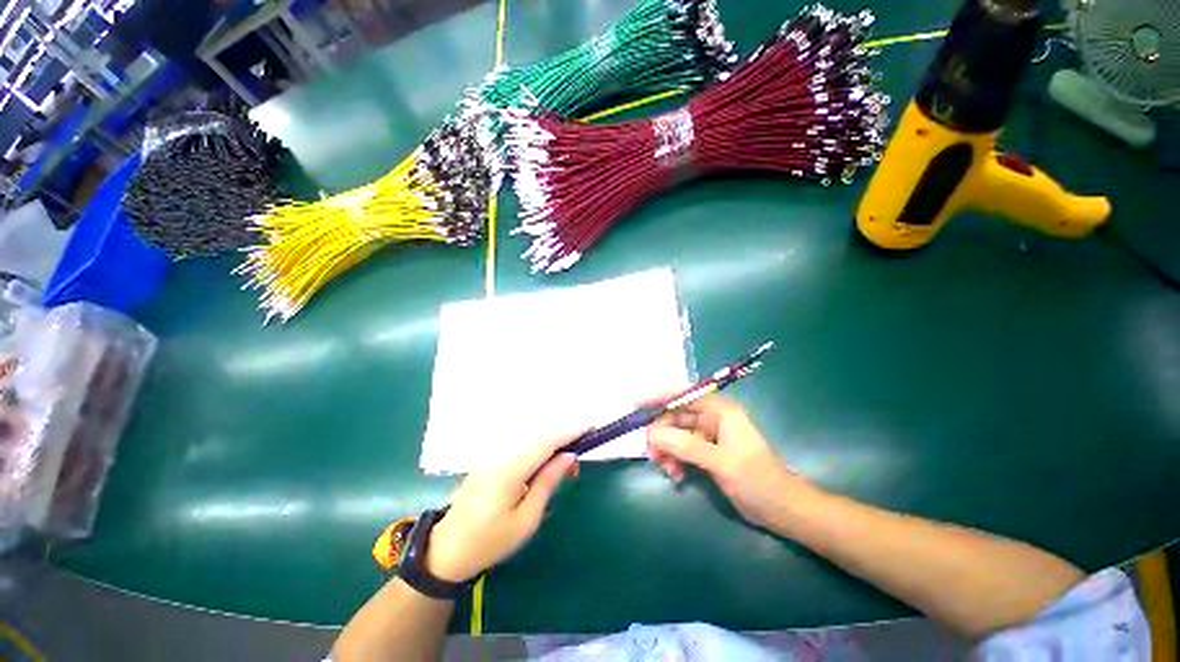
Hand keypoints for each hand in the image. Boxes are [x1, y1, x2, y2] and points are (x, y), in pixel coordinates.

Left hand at [426, 433, 580, 582]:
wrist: (447, 550)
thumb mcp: (526, 521)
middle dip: (563, 438)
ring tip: (567, 461)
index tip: (589, 426)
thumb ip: (548, 483)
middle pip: (538, 436)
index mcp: (508, 471)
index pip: (545, 442)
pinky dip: (538, 447)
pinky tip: (546, 460)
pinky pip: (520, 446)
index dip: (569, 431)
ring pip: (529, 439)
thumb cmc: (490, 542)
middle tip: (580, 456)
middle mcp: (499, 455)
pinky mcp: (489, 460)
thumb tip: (569, 457)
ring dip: (551, 443)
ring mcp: (491, 456)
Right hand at [647, 395, 811, 530]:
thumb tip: (653, 435)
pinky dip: (675, 460)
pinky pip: (682, 449)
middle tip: (651, 454)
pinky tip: (676, 476)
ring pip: (676, 434)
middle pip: (676, 416)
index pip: (683, 394)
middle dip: (661, 434)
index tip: (635, 404)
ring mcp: (709, 435)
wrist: (782, 510)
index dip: (658, 396)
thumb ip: (686, 446)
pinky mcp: (708, 452)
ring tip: (666, 470)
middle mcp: (713, 417)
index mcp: (720, 410)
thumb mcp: (720, 462)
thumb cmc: (757, 480)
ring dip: (667, 450)